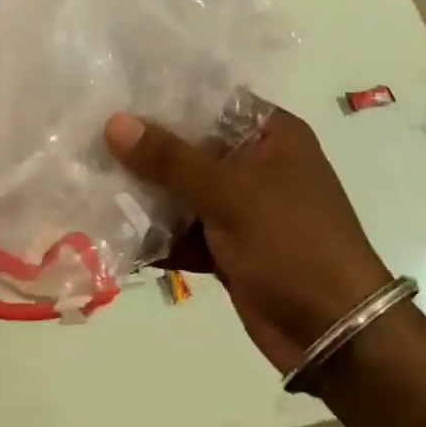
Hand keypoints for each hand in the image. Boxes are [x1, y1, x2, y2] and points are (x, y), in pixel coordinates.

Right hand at [106, 107, 390, 372]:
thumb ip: (170, 159)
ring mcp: (241, 207)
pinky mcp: (228, 246)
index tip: (115, 91)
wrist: (336, 336)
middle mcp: (255, 164)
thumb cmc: (292, 243)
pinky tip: (111, 228)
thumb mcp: (230, 193)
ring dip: (144, 193)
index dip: (164, 95)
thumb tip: (115, 122)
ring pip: (182, 190)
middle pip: (190, 146)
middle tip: (89, 134)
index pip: (209, 100)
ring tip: (88, 179)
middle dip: (144, 148)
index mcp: (270, 135)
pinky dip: (156, 233)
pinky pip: (183, 229)